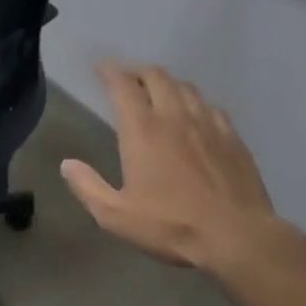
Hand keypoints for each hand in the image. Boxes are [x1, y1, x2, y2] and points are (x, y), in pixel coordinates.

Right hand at [60, 63, 280, 269]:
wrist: (238, 237)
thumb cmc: (172, 225)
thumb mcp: (117, 216)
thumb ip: (88, 187)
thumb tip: (67, 164)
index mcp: (143, 130)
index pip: (123, 85)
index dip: (109, 71)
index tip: (100, 68)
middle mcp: (174, 116)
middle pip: (155, 75)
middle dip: (137, 71)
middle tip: (127, 78)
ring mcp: (207, 123)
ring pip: (184, 86)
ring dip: (166, 82)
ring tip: (158, 91)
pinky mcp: (232, 136)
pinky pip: (210, 105)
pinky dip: (194, 101)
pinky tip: (194, 114)